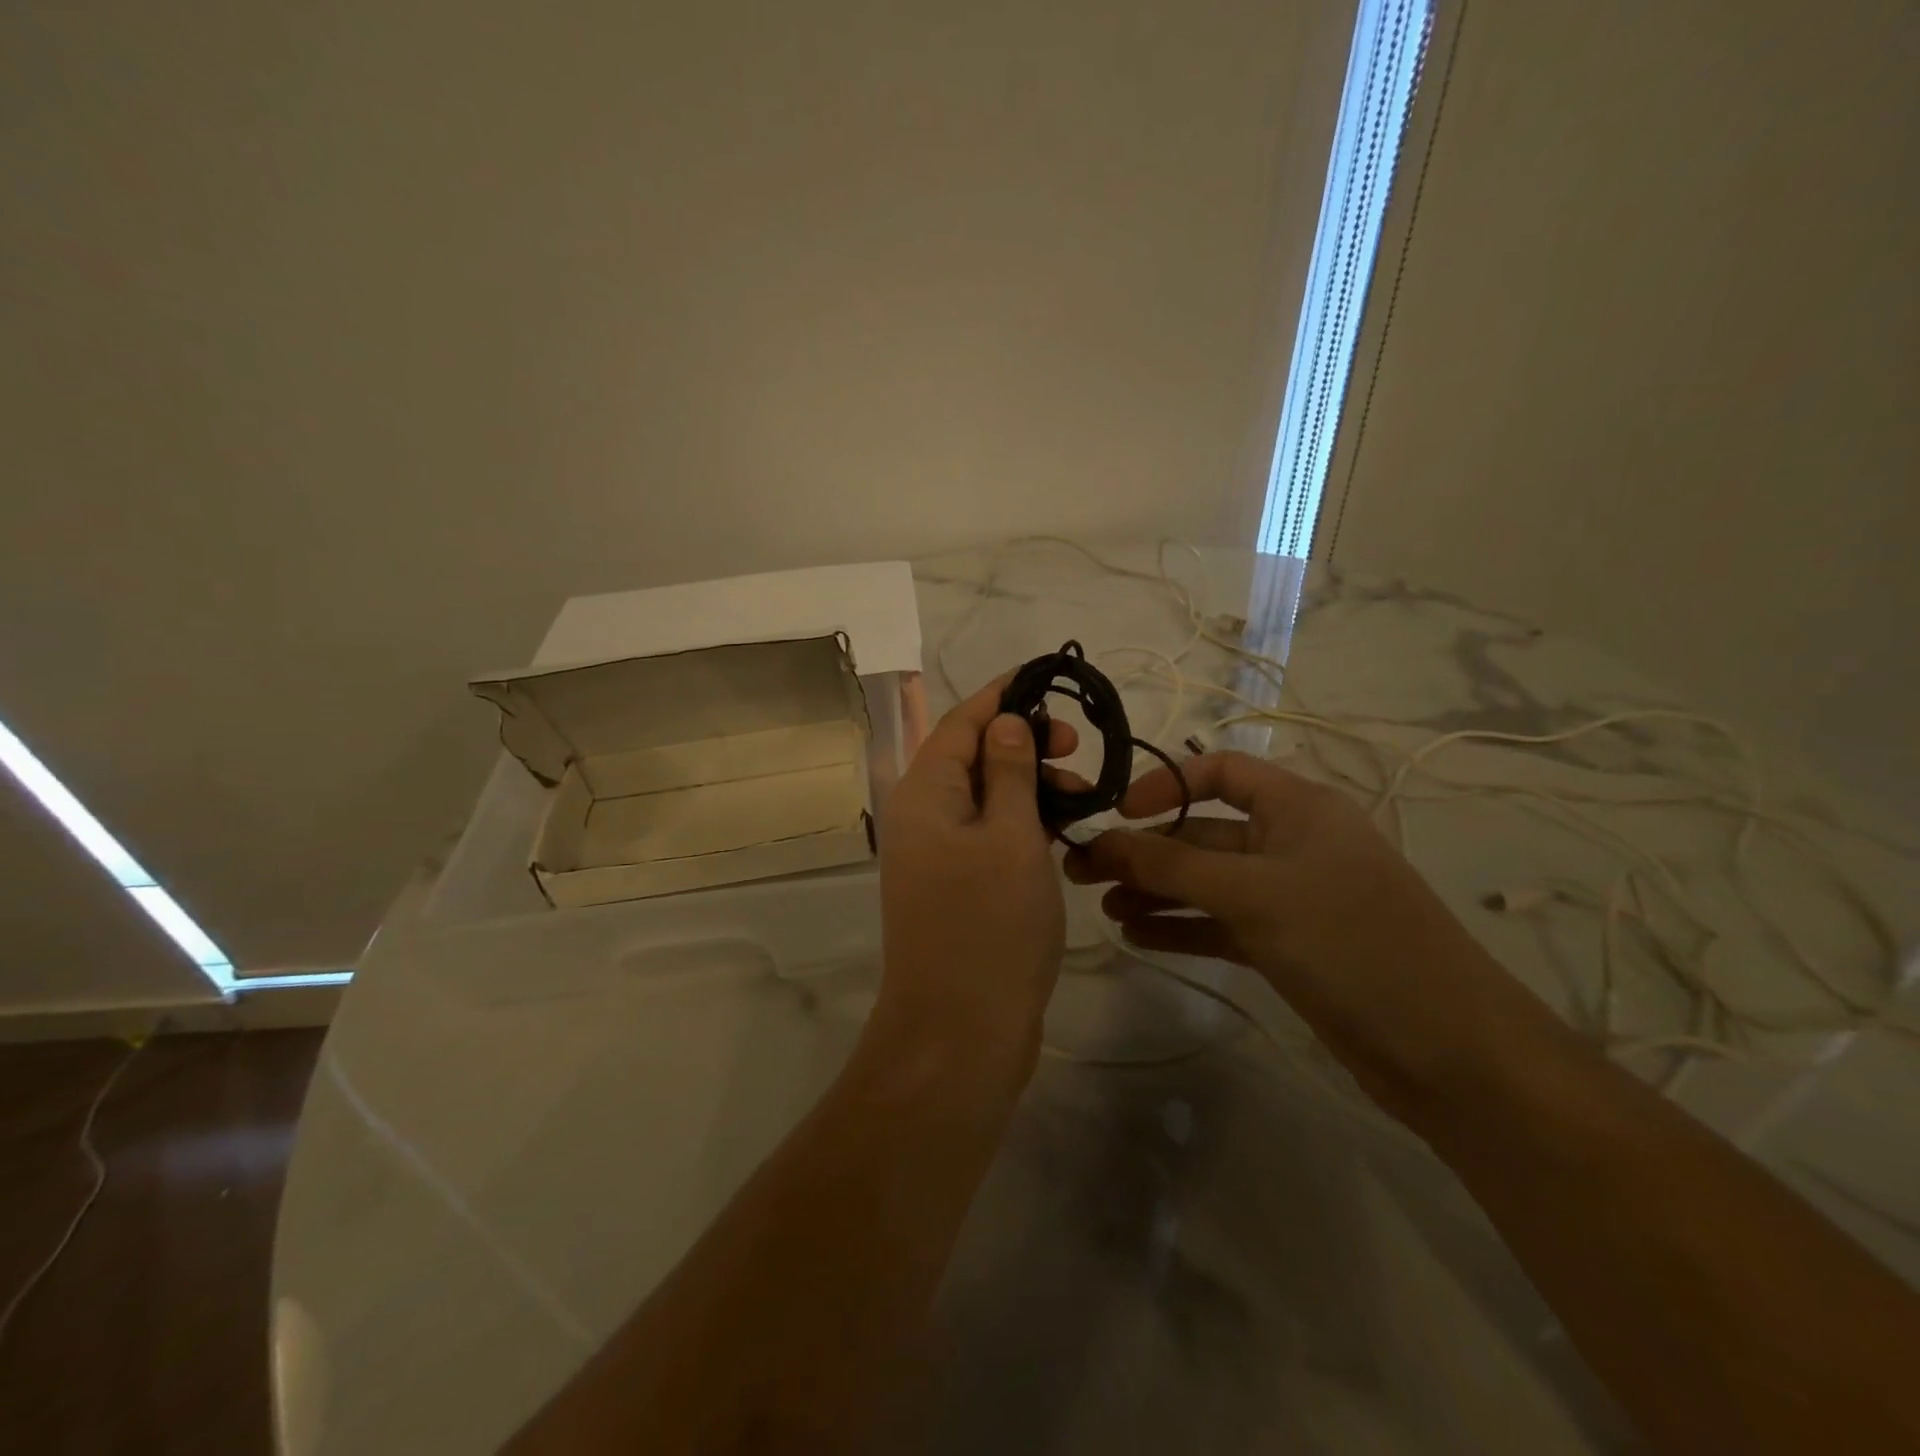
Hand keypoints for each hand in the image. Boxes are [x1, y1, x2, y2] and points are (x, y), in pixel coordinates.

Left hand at [870, 675, 1077, 1096]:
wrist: (959, 1033)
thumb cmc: (990, 926)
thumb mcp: (1011, 837)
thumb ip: (1010, 772)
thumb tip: (1005, 722)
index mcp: (925, 793)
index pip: (961, 722)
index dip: (1002, 695)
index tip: (1046, 677)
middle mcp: (922, 815)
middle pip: (972, 756)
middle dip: (1024, 742)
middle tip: (1077, 749)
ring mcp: (937, 854)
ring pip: (985, 796)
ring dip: (1030, 784)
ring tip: (1082, 795)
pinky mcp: (956, 886)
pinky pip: (989, 834)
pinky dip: (1023, 823)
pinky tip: (1063, 830)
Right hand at [1066, 752, 1569, 1118]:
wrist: (1449, 1049)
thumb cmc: (1351, 942)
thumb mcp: (1253, 893)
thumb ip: (1171, 866)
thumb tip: (1103, 841)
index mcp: (1298, 807)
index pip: (1220, 772)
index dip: (1166, 784)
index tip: (1118, 812)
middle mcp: (1292, 843)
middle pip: (1203, 834)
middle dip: (1145, 850)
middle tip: (1083, 871)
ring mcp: (1290, 897)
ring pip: (1207, 883)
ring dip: (1156, 891)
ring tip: (1104, 907)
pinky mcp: (1288, 945)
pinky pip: (1221, 924)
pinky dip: (1181, 927)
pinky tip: (1137, 936)